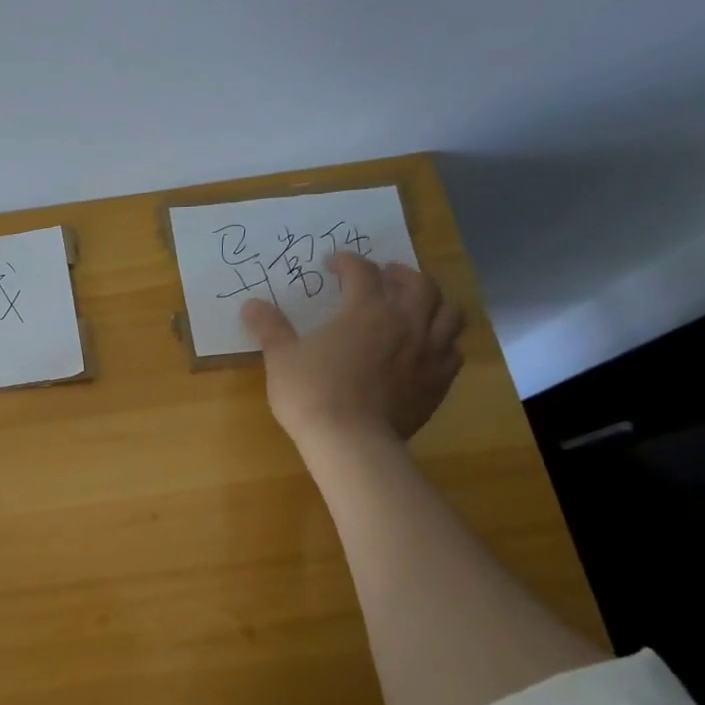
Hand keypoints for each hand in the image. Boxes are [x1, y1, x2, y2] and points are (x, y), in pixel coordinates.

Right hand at [241, 253, 463, 455]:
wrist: (351, 442)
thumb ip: (270, 327)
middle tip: (384, 275)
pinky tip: (428, 346)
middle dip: (401, 273)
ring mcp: (429, 353)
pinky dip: (444, 340)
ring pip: (449, 313)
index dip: (347, 262)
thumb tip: (251, 304)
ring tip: (417, 305)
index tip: (333, 263)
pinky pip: (453, 351)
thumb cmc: (311, 393)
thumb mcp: (281, 358)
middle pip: (420, 284)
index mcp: (366, 311)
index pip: (362, 273)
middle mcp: (406, 323)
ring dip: (434, 302)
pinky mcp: (439, 382)